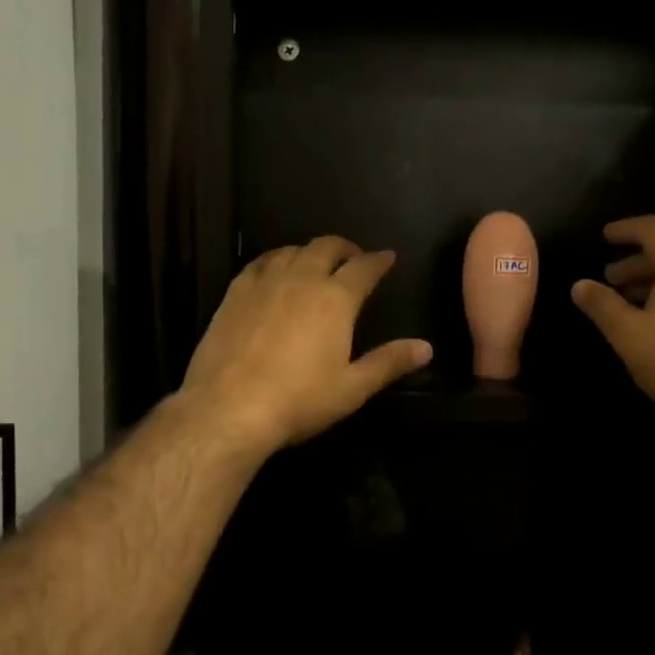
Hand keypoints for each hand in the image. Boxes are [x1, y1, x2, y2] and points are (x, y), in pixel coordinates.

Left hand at [180, 237, 432, 454]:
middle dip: (345, 248)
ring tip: (316, 262)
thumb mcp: (352, 388)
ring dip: (310, 251)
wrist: (228, 408)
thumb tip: (426, 347)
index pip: (364, 268)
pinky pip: (259, 262)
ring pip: (292, 251)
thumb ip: (389, 363)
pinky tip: (274, 270)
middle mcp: (301, 279)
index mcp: (335, 299)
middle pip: (326, 247)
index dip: (379, 261)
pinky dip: (275, 259)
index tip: (388, 257)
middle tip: (353, 258)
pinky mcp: (234, 293)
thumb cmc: (298, 400)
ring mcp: (264, 282)